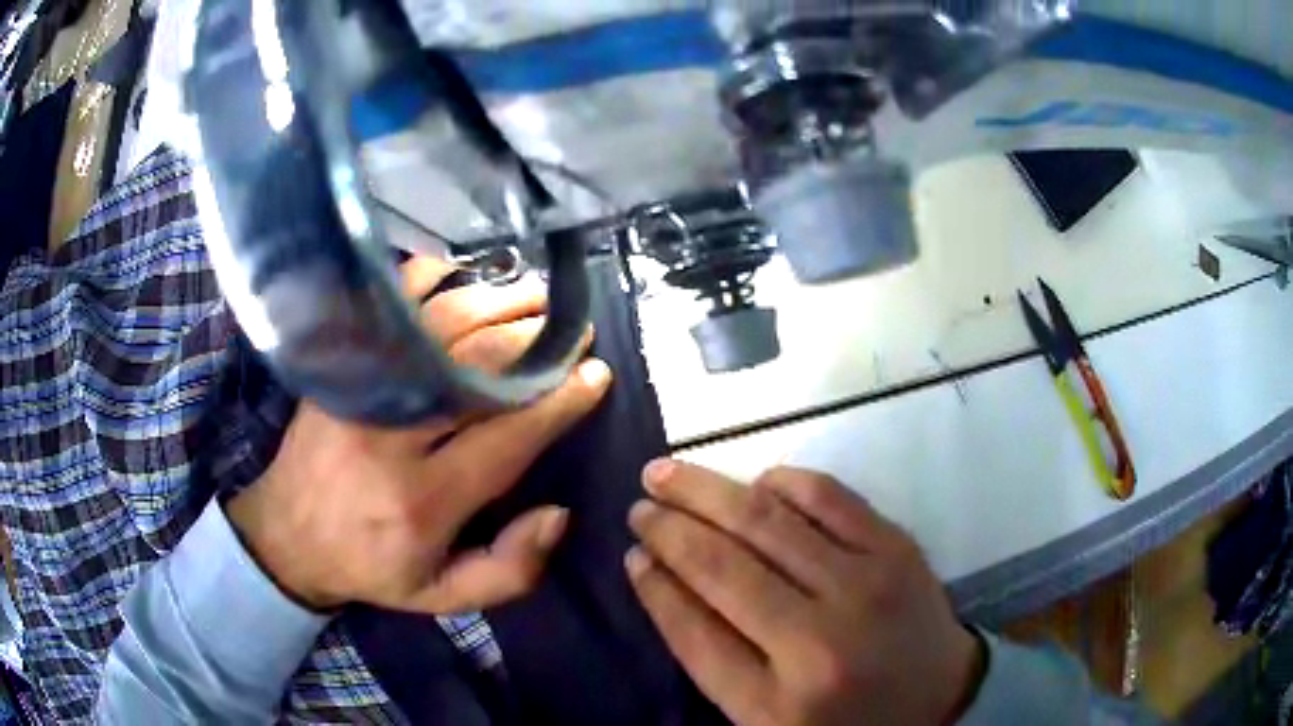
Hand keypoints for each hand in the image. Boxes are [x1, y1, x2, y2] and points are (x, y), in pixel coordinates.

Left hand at [227, 257, 610, 612]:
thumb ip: (509, 571)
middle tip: (574, 328)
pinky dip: (426, 282)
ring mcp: (362, 392)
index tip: (595, 374)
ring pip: (440, 332)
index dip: (558, 402)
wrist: (288, 536)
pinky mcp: (340, 369)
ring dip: (496, 304)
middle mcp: (394, 437)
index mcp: (425, 499)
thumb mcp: (442, 595)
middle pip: (478, 371)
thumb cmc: (371, 567)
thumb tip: (557, 513)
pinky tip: (460, 273)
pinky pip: (387, 311)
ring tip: (536, 296)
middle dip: (536, 343)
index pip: (507, 437)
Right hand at [626, 463, 984, 725]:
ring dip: (708, 491)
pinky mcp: (897, 550)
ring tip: (668, 474)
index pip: (694, 632)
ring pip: (766, 521)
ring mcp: (865, 586)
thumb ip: (713, 658)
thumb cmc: (845, 719)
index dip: (655, 587)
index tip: (631, 553)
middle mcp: (819, 642)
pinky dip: (782, 482)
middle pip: (722, 567)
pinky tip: (754, 482)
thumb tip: (661, 578)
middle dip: (669, 528)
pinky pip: (828, 497)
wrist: (940, 701)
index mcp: (778, 703)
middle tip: (639, 503)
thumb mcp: (766, 719)